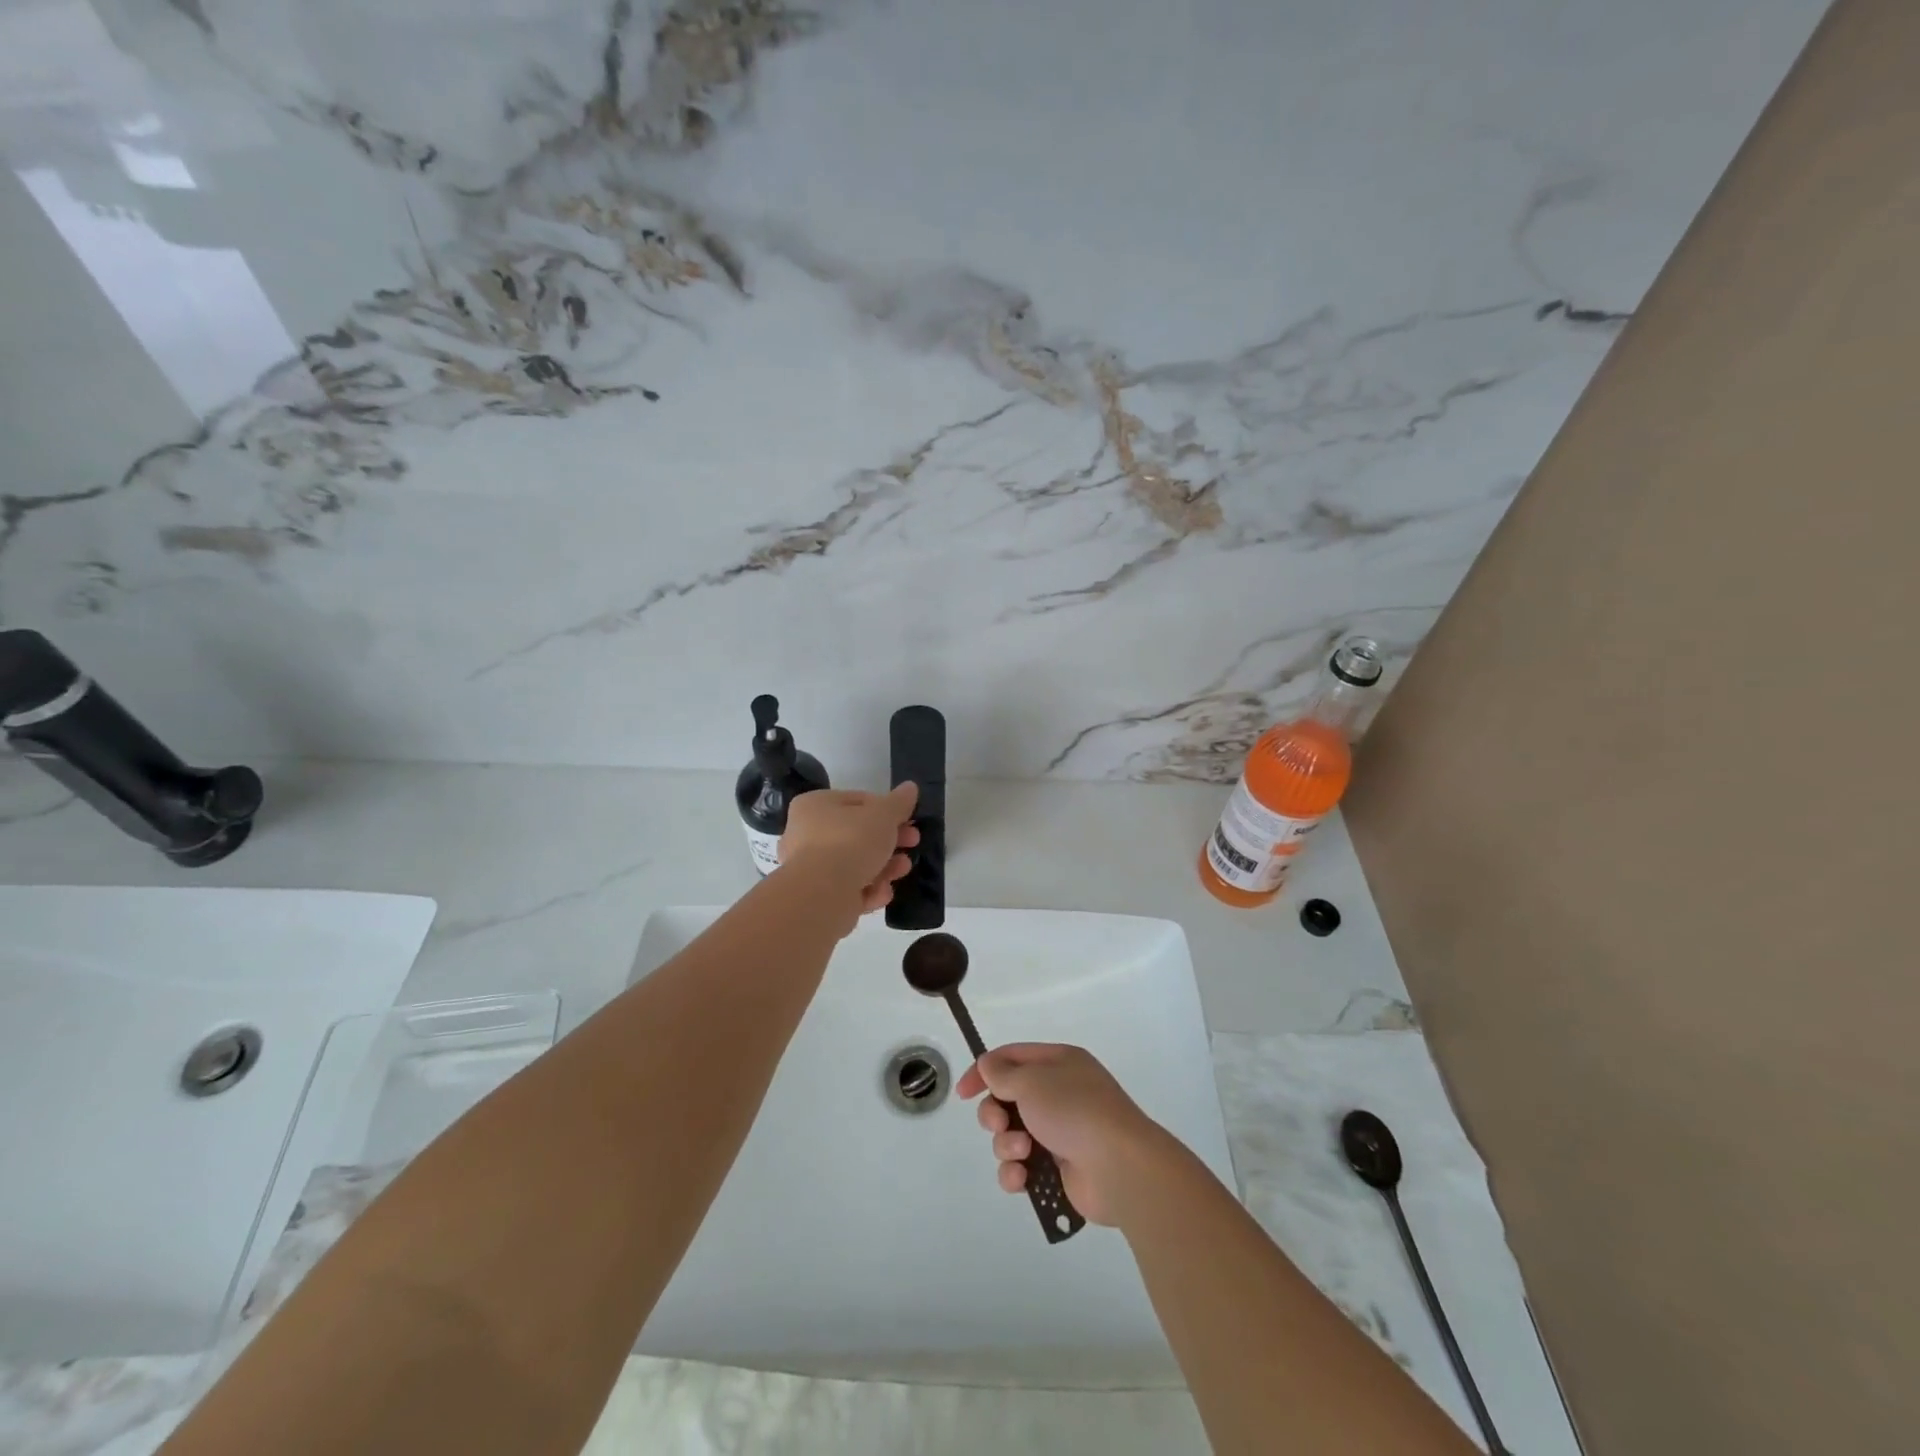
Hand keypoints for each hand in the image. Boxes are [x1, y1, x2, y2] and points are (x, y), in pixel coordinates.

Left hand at [778, 783, 919, 918]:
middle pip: (859, 834)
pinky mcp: (819, 897)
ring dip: (885, 866)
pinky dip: (869, 890)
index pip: (858, 801)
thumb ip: (899, 802)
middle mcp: (807, 834)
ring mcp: (810, 868)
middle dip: (890, 841)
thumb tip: (910, 787)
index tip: (909, 819)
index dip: (887, 809)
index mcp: (815, 805)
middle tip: (913, 842)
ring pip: (856, 864)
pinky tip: (883, 893)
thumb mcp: (884, 815)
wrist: (823, 894)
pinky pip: (850, 889)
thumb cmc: (851, 841)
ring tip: (903, 868)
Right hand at [956, 1043, 1167, 1227]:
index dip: (984, 1072)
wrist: (1119, 1167)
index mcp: (1058, 1064)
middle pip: (1007, 1100)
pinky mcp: (1059, 1170)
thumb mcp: (1033, 1081)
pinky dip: (1016, 1173)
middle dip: (994, 1114)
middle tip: (998, 1124)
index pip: (1011, 1058)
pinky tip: (1023, 1178)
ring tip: (1023, 1153)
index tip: (963, 1093)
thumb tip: (988, 1066)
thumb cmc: (1075, 1111)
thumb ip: (1003, 1074)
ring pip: (1012, 1136)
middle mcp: (1059, 1095)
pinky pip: (1023, 1168)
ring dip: (1007, 1145)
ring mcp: (1060, 1133)